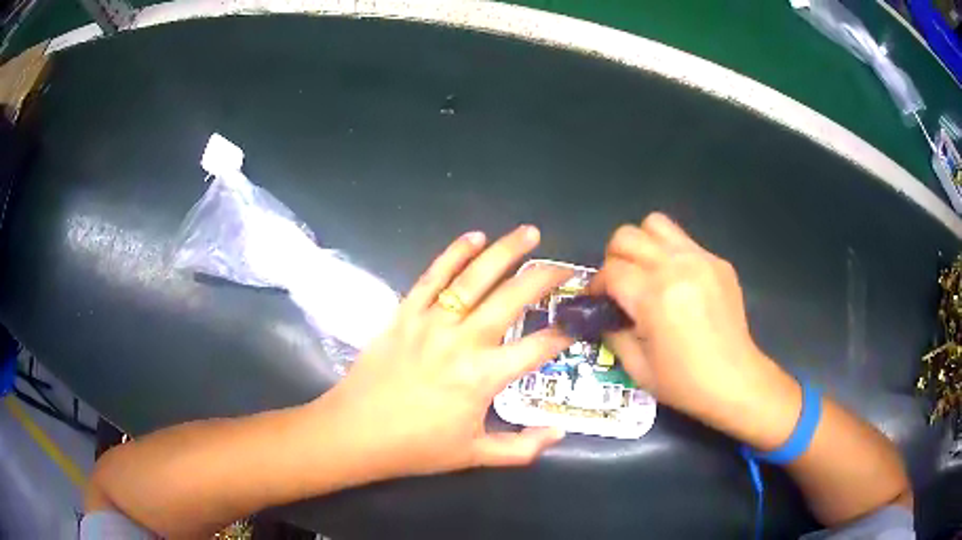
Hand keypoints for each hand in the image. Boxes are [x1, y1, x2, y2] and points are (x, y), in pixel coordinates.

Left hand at [319, 226, 572, 480]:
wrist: (355, 433)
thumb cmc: (417, 448)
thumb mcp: (475, 456)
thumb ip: (523, 448)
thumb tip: (559, 433)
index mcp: (484, 377)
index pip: (539, 347)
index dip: (565, 333)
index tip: (579, 321)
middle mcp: (463, 341)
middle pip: (513, 298)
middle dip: (544, 278)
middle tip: (563, 267)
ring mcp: (432, 322)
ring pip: (476, 277)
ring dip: (506, 251)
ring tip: (530, 234)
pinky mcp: (405, 313)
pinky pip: (433, 276)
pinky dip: (454, 253)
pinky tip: (474, 236)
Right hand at [592, 213, 794, 434]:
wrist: (734, 380)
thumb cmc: (684, 382)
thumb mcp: (636, 367)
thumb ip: (612, 333)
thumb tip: (603, 314)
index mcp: (654, 297)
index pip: (610, 271)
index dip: (597, 285)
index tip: (598, 301)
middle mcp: (676, 267)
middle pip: (627, 236)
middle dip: (614, 258)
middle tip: (620, 285)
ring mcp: (701, 259)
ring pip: (655, 224)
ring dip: (642, 245)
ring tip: (647, 272)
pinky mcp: (718, 262)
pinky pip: (684, 242)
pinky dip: (671, 255)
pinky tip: (679, 285)